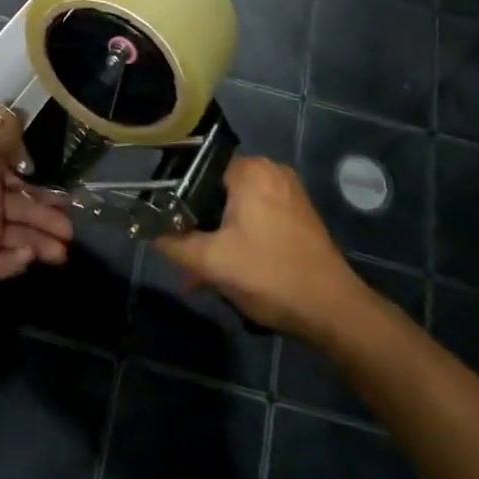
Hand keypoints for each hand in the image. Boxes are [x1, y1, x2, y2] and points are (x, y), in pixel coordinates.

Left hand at [0, 125, 72, 298]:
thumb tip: (16, 109)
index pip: (19, 179)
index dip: (42, 186)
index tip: (67, 192)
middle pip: (23, 210)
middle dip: (48, 218)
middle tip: (71, 229)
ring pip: (19, 238)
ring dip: (41, 242)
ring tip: (63, 251)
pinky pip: (3, 263)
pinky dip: (18, 260)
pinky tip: (30, 256)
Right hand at [155, 156, 367, 340]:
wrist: (334, 311)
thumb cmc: (270, 276)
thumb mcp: (212, 262)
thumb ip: (173, 243)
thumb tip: (145, 231)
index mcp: (250, 170)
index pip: (198, 168)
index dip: (176, 195)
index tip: (164, 221)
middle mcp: (271, 171)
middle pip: (218, 190)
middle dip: (198, 223)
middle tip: (184, 253)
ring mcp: (289, 193)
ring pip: (237, 208)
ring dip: (218, 236)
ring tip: (202, 271)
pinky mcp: (300, 215)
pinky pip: (257, 218)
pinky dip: (240, 238)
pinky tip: (230, 270)